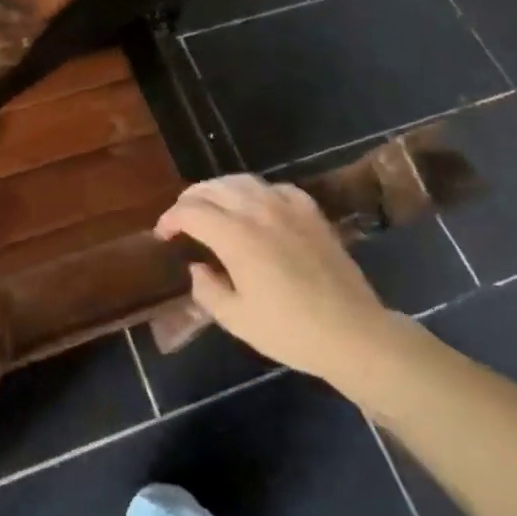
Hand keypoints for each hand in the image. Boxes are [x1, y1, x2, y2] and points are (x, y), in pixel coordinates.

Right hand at [156, 175, 389, 386]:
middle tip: (182, 219)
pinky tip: (256, 207)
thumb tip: (197, 267)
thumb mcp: (237, 319)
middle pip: (213, 188)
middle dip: (190, 199)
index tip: (163, 235)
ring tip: (212, 206)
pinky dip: (256, 192)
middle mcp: (258, 211)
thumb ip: (207, 290)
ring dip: (219, 190)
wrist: (352, 333)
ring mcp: (288, 208)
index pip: (191, 212)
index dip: (170, 219)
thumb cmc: (290, 331)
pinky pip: (275, 188)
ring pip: (243, 181)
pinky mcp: (311, 213)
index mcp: (236, 236)